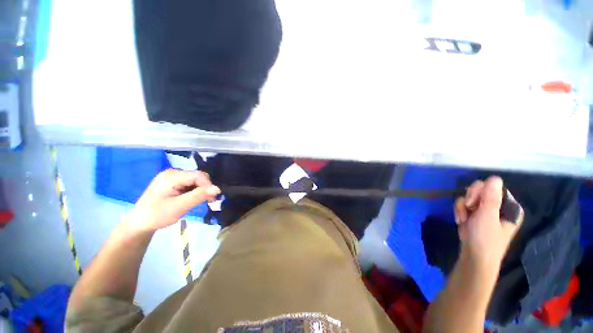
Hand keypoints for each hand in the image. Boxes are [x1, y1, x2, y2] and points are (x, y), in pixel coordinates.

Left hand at [125, 169, 219, 232]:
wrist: (139, 223)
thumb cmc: (157, 216)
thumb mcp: (179, 207)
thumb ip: (199, 196)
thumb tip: (217, 188)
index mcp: (171, 176)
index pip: (198, 175)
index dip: (208, 185)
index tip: (212, 199)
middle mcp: (172, 172)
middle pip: (197, 176)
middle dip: (205, 188)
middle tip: (209, 201)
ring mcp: (171, 176)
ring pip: (195, 180)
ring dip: (201, 190)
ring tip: (202, 201)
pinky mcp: (172, 182)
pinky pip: (189, 183)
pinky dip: (195, 191)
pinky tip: (193, 198)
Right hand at [454, 176, 522, 273]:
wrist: (474, 257)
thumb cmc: (485, 238)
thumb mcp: (488, 216)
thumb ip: (490, 197)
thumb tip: (494, 178)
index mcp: (509, 206)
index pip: (493, 187)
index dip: (481, 192)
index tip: (474, 202)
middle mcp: (498, 206)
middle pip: (480, 190)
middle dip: (470, 199)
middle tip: (468, 210)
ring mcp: (485, 211)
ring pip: (469, 197)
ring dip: (462, 207)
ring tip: (464, 219)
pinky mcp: (474, 215)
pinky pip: (463, 204)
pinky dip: (460, 212)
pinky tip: (461, 221)